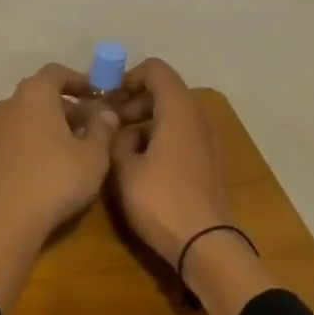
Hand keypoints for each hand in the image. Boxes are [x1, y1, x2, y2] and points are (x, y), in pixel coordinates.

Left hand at [0, 63, 119, 311]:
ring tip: (76, 147)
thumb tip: (106, 112)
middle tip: (94, 125)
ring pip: (28, 117)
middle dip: (69, 106)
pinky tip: (52, 165)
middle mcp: (9, 103)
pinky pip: (17, 137)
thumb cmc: (55, 179)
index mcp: (35, 94)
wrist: (5, 222)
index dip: (81, 81)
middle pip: (42, 95)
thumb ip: (103, 128)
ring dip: (52, 125)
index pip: (58, 73)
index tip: (99, 96)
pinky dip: (35, 141)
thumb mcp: (93, 155)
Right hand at [108, 58, 235, 266]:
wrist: (205, 245)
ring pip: (171, 115)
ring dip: (144, 122)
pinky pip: (179, 136)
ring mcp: (205, 141)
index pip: (155, 70)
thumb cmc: (161, 201)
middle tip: (108, 124)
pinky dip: (158, 139)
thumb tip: (117, 128)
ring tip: (117, 147)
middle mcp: (197, 118)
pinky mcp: (206, 162)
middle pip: (164, 91)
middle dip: (133, 102)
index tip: (107, 100)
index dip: (128, 77)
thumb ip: (116, 140)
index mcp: (179, 109)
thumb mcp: (125, 169)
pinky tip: (138, 165)